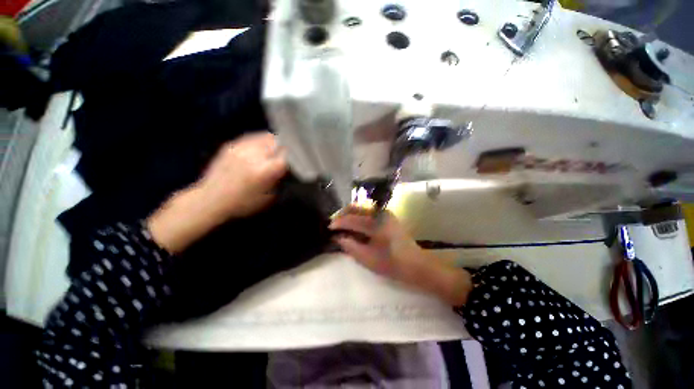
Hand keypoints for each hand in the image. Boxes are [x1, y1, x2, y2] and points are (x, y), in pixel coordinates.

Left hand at [147, 133, 286, 253]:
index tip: (300, 159)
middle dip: (286, 147)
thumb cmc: (242, 204)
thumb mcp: (269, 197)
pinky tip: (262, 148)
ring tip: (277, 149)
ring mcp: (241, 148)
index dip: (296, 156)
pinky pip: (253, 138)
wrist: (210, 200)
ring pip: (266, 137)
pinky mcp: (231, 145)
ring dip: (275, 142)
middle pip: (278, 142)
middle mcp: (254, 155)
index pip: (287, 155)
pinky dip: (261, 141)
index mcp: (264, 171)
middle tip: (290, 154)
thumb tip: (288, 169)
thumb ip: (280, 181)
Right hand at [329, 207, 472, 305]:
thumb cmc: (392, 264)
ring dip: (350, 214)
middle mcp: (380, 213)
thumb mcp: (368, 259)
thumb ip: (350, 246)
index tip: (328, 228)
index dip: (338, 223)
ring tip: (342, 224)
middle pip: (356, 207)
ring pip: (362, 208)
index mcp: (376, 223)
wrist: (417, 265)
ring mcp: (385, 213)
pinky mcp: (388, 217)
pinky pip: (369, 212)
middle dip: (343, 214)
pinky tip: (355, 224)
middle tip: (334, 224)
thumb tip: (338, 237)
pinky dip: (359, 215)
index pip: (351, 219)